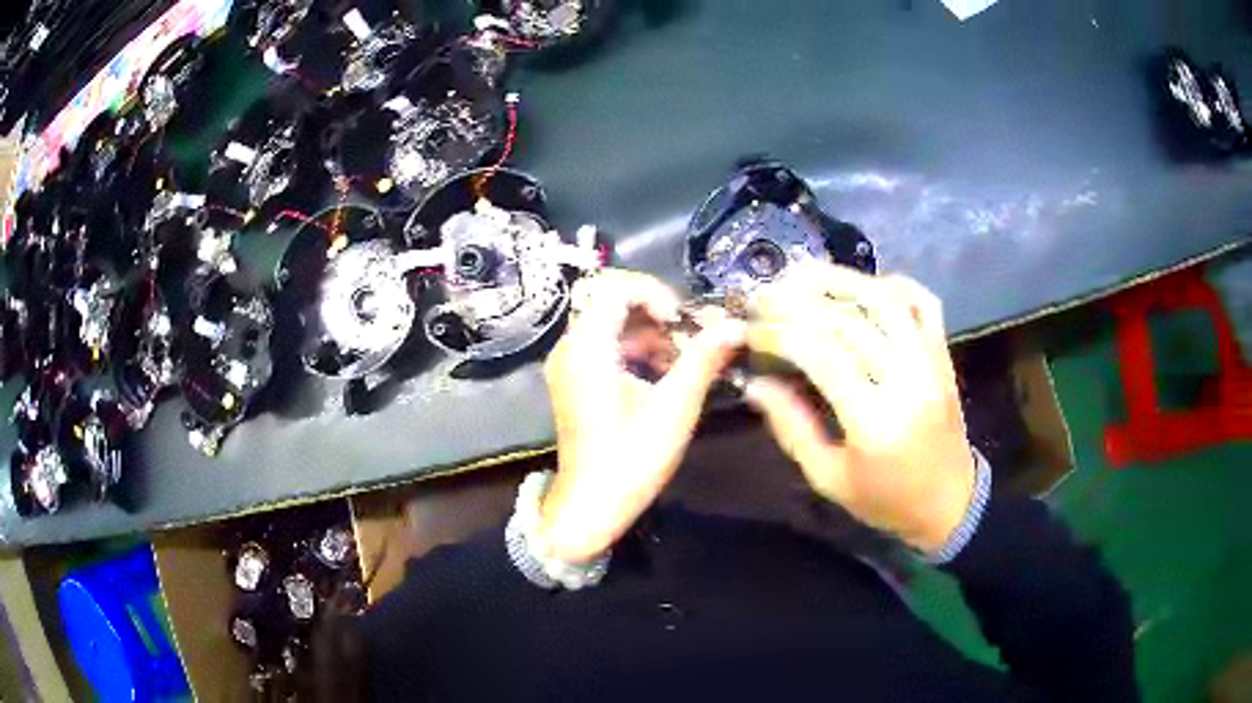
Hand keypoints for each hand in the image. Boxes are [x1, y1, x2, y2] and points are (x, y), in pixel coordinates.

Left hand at [538, 269, 745, 562]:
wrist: (589, 508)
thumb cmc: (630, 460)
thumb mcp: (674, 409)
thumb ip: (703, 360)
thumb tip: (735, 324)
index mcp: (587, 347)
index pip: (616, 286)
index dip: (656, 294)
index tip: (684, 323)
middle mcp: (570, 347)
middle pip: (614, 303)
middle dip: (659, 316)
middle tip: (692, 341)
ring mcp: (569, 365)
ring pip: (613, 325)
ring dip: (652, 335)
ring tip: (685, 363)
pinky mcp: (575, 381)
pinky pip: (606, 347)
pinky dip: (638, 352)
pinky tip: (664, 377)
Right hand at [743, 262, 975, 553]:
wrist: (949, 502)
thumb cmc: (885, 500)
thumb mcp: (829, 478)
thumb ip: (792, 427)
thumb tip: (755, 383)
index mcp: (875, 419)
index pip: (822, 354)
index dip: (781, 334)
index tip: (752, 330)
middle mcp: (907, 379)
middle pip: (850, 319)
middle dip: (800, 301)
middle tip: (766, 295)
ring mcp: (930, 361)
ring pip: (886, 299)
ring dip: (841, 279)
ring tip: (802, 274)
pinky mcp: (943, 354)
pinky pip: (923, 302)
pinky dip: (894, 285)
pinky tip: (864, 286)